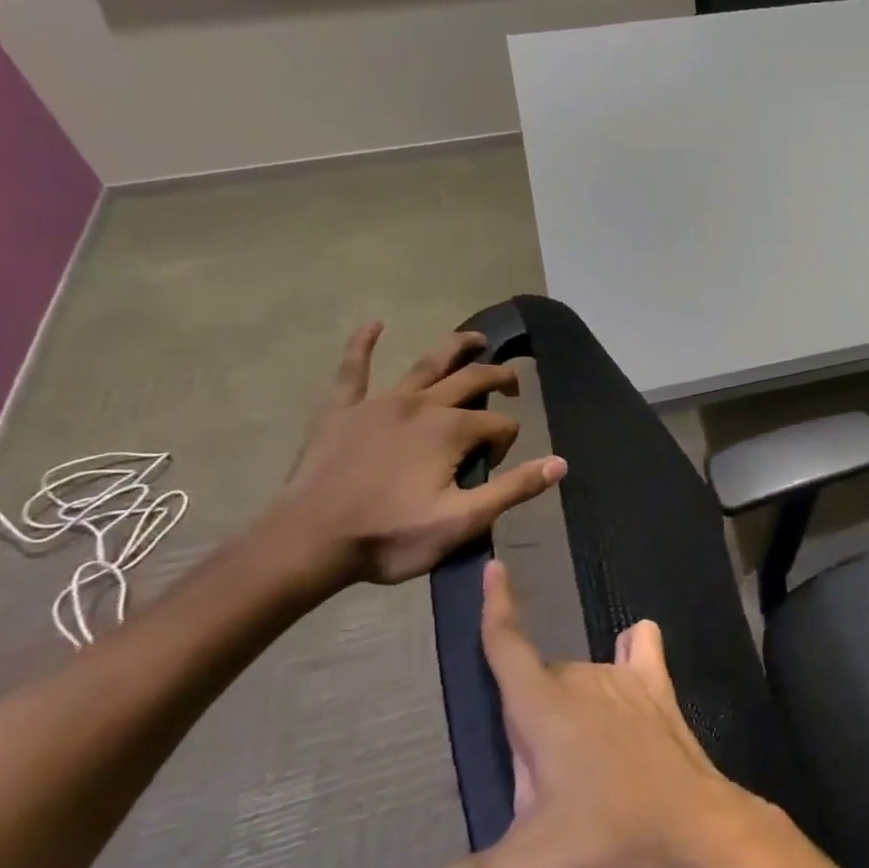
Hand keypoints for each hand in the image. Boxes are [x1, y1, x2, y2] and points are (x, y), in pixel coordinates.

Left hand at [266, 323, 566, 589]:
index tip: (493, 470)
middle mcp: (422, 405)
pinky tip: (373, 324)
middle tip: (513, 383)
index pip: (499, 424)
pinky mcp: (342, 410)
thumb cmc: (390, 536)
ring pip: (426, 365)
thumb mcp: (463, 521)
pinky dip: (363, 344)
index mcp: (451, 431)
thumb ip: (514, 489)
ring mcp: (380, 403)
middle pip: (471, 379)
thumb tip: (560, 463)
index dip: (506, 443)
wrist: (308, 543)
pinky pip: (354, 369)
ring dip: (454, 347)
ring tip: (475, 338)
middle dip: (498, 377)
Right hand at [422, 560, 764, 867]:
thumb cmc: (606, 843)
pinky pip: (641, 651)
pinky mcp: (661, 692)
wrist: (696, 833)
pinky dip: (630, 651)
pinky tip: (627, 662)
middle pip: (540, 682)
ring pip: (582, 676)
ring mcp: (628, 680)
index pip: (508, 646)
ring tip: (580, 769)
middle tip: (540, 793)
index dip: (496, 608)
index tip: (493, 568)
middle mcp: (585, 679)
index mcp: (543, 709)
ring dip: (568, 710)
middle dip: (527, 726)